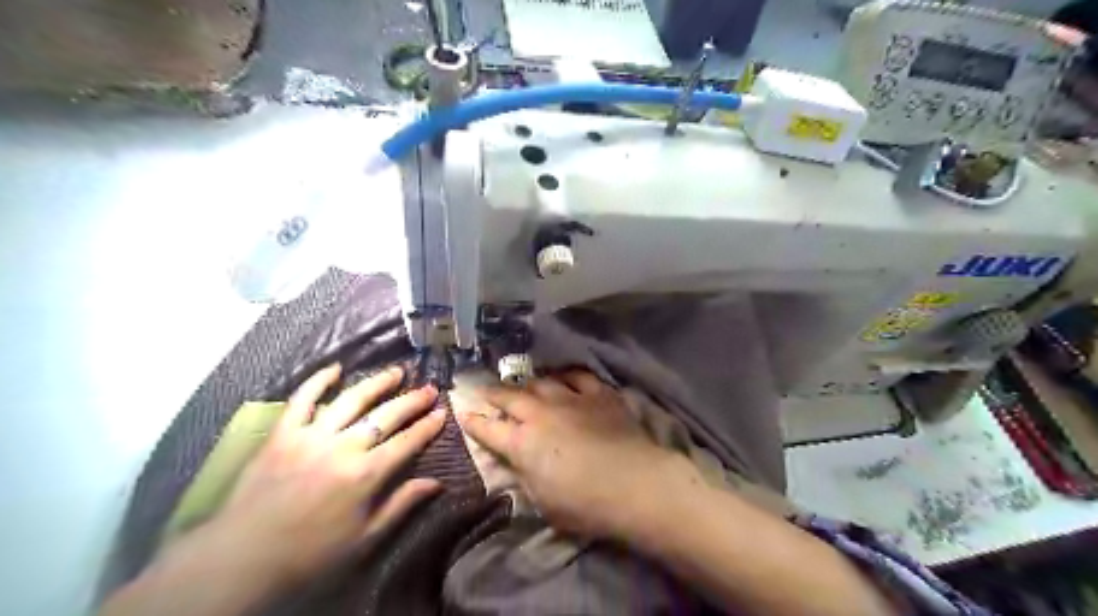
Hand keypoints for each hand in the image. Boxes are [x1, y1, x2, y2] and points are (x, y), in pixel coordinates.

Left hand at [213, 365, 442, 585]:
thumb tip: (437, 482)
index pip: (407, 442)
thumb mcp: (365, 538)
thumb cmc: (310, 554)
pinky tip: (336, 368)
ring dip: (377, 383)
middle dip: (412, 401)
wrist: (242, 559)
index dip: (428, 426)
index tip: (443, 412)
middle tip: (429, 388)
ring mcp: (311, 436)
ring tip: (396, 372)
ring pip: (352, 400)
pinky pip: (302, 399)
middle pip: (386, 415)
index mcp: (366, 474)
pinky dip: (318, 381)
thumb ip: (402, 504)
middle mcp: (344, 447)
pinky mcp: (283, 434)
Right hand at [458, 370, 703, 538]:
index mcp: (522, 443)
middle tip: (484, 390)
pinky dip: (567, 376)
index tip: (464, 413)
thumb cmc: (584, 504)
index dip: (474, 422)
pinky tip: (564, 377)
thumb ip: (525, 475)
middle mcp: (541, 414)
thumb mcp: (542, 501)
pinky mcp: (598, 394)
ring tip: (523, 384)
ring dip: (528, 384)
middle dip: (493, 393)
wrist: (633, 483)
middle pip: (510, 397)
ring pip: (541, 382)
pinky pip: (578, 377)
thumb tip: (516, 461)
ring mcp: (570, 399)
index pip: (489, 429)